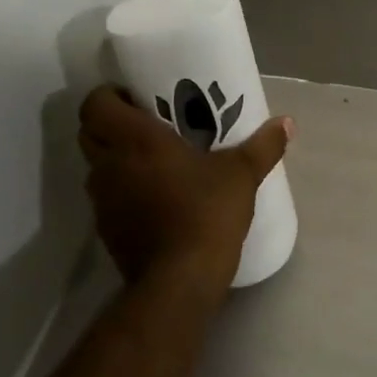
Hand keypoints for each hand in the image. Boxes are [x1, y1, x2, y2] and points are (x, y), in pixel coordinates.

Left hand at [77, 84, 291, 297]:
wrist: (179, 281)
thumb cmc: (206, 213)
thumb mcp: (241, 175)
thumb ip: (263, 146)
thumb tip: (287, 123)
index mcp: (134, 139)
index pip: (96, 103)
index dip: (109, 95)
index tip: (137, 98)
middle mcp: (109, 164)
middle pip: (89, 132)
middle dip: (111, 124)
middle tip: (147, 125)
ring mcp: (102, 200)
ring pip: (96, 166)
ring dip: (116, 159)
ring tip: (152, 162)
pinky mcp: (106, 230)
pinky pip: (106, 198)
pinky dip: (122, 192)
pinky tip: (155, 199)